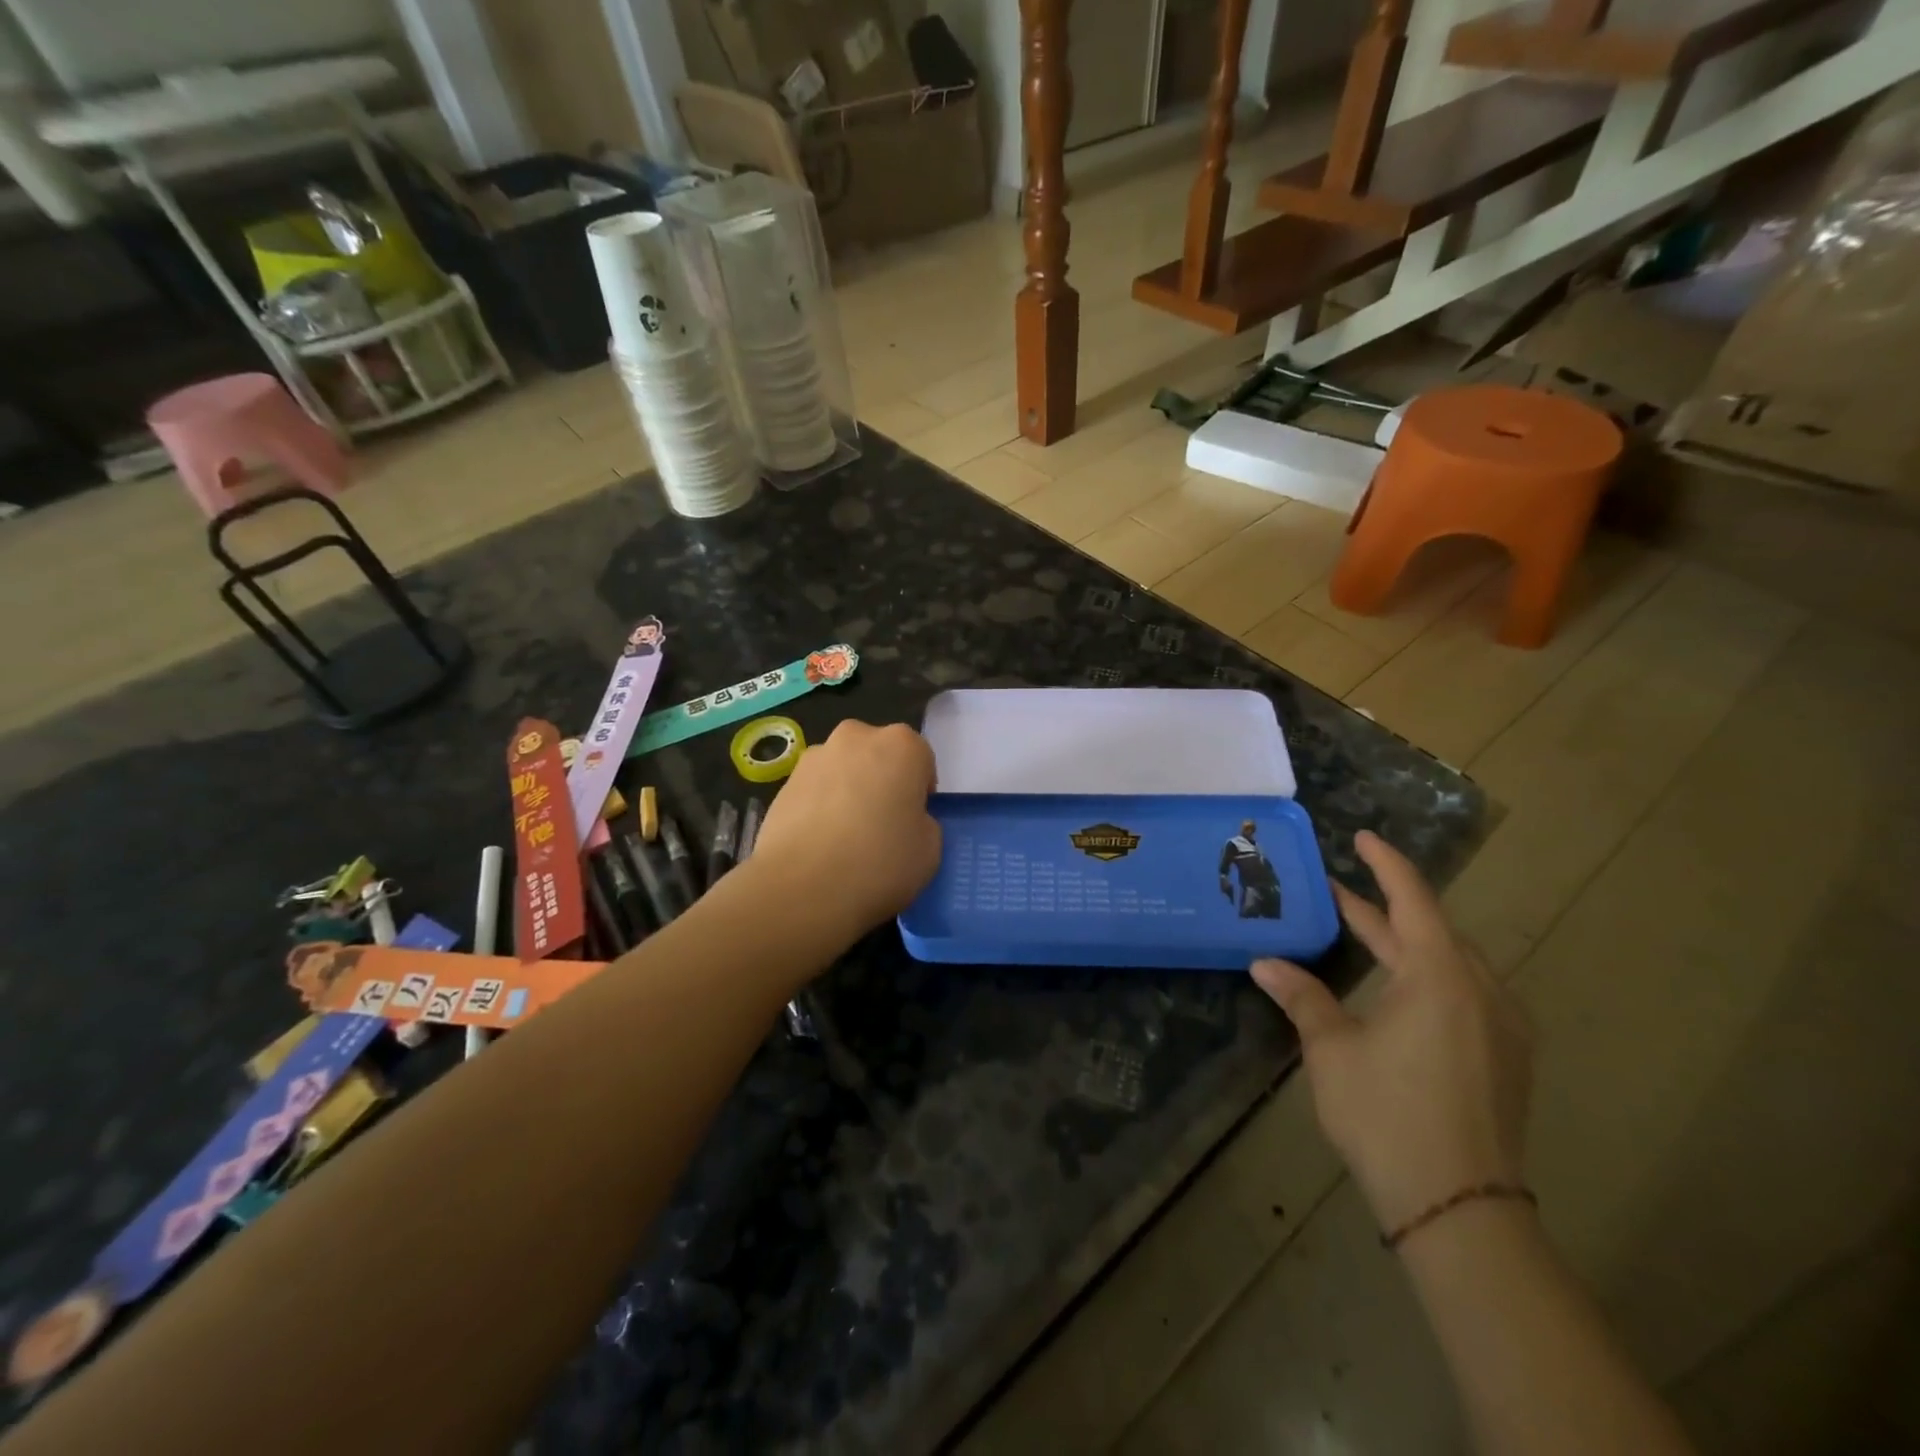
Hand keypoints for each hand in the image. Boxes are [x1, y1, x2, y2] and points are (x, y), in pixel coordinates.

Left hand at [750, 720, 940, 940]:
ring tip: (845, 837)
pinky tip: (819, 843)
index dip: (920, 792)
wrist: (802, 886)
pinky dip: (820, 807)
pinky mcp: (783, 782)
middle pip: (878, 755)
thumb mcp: (930, 849)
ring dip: (849, 791)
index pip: (921, 759)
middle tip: (882, 825)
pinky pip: (815, 789)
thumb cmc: (879, 862)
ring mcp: (815, 757)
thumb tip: (903, 821)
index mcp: (901, 745)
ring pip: (844, 770)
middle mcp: (857, 737)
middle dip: (882, 781)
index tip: (913, 821)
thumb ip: (923, 822)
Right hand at [1250, 830, 1532, 1234]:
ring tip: (1365, 935)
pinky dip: (1428, 975)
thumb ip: (1302, 997)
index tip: (1362, 837)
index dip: (1385, 864)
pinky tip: (1400, 992)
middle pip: (1431, 930)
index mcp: (1440, 976)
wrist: (1460, 1207)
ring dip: (1406, 943)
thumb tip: (1264, 963)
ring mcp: (1501, 1026)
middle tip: (1338, 891)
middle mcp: (1480, 990)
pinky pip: (1465, 993)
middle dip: (1384, 908)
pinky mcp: (1505, 1058)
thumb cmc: (1387, 1113)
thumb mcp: (1331, 1048)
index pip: (1412, 900)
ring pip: (1450, 963)